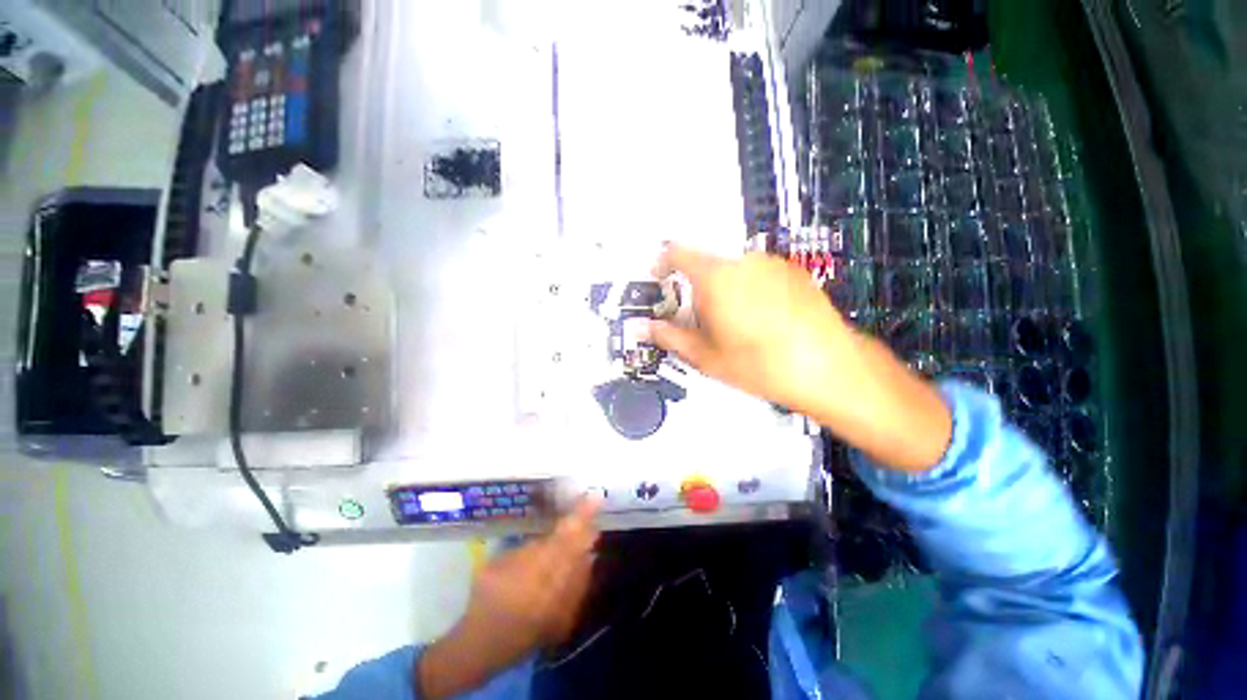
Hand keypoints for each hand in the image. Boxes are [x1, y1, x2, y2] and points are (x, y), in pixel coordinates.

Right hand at [416, 498, 599, 697]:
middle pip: (581, 550)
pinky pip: (582, 588)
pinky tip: (572, 566)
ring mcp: (563, 608)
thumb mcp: (500, 562)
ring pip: (585, 567)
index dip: (581, 515)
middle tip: (590, 511)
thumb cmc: (486, 597)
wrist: (483, 647)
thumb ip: (531, 547)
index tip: (595, 496)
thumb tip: (555, 532)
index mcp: (533, 571)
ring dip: (584, 549)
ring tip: (583, 535)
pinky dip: (581, 572)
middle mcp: (554, 589)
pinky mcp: (568, 621)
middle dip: (587, 529)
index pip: (564, 536)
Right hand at [648, 245, 855, 415]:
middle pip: (707, 266)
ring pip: (733, 270)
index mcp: (715, 277)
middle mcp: (742, 262)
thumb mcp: (705, 356)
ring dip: (724, 290)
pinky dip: (749, 289)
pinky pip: (759, 274)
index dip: (662, 263)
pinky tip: (763, 319)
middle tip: (701, 321)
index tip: (658, 280)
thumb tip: (642, 328)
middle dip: (697, 289)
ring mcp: (772, 264)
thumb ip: (669, 337)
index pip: (677, 253)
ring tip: (736, 325)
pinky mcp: (794, 272)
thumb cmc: (758, 364)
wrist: (828, 366)